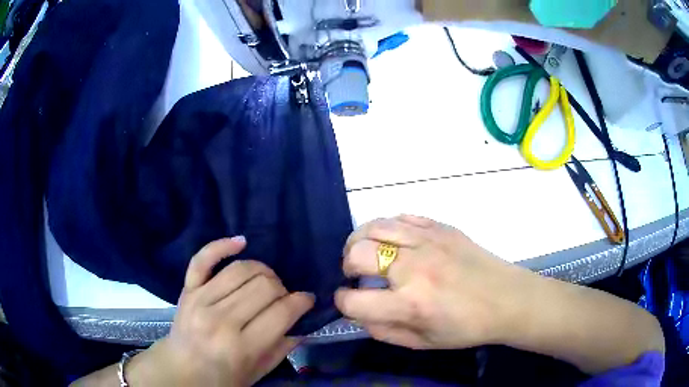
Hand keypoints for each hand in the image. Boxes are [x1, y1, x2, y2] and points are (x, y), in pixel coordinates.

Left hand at [132, 237, 313, 386]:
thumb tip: (303, 322)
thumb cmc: (222, 377)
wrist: (182, 369)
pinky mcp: (188, 289)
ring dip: (263, 271)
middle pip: (265, 286)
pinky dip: (222, 245)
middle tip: (284, 299)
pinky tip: (241, 242)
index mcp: (241, 346)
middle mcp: (221, 319)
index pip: (282, 312)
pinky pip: (203, 259)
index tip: (308, 300)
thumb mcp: (259, 372)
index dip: (302, 302)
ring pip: (241, 269)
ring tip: (267, 282)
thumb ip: (283, 347)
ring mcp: (201, 300)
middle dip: (283, 289)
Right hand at [335, 215, 538, 349]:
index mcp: (410, 304)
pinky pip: (401, 217)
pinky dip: (387, 228)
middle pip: (357, 254)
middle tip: (356, 274)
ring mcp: (428, 241)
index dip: (343, 301)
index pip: (353, 300)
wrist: (507, 299)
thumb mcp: (422, 343)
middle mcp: (414, 268)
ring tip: (365, 252)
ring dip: (360, 241)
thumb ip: (383, 332)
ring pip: (374, 227)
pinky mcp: (440, 227)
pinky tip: (392, 241)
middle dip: (347, 266)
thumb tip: (360, 313)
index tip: (349, 300)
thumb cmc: (466, 327)